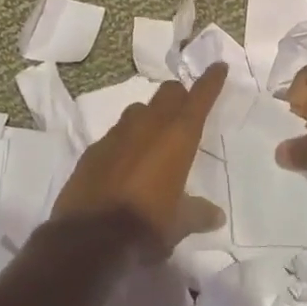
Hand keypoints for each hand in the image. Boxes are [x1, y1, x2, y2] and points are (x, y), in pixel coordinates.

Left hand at [50, 64, 227, 251]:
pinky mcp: (93, 149)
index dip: (210, 81)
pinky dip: (125, 140)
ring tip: (155, 135)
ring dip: (150, 115)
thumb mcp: (179, 224)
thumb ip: (198, 213)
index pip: (199, 98)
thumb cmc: (146, 226)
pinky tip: (125, 159)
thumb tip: (216, 215)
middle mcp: (148, 126)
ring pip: (139, 109)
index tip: (218, 66)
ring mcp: (117, 134)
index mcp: (177, 137)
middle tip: (186, 106)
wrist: (88, 239)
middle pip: (167, 93)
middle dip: (179, 95)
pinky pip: (115, 134)